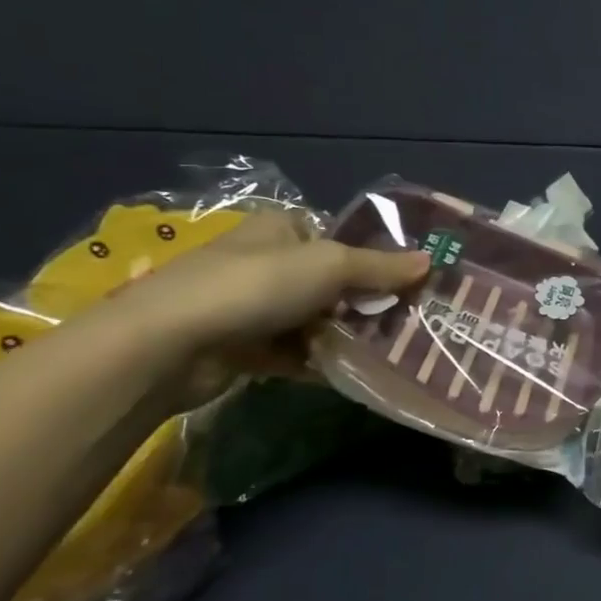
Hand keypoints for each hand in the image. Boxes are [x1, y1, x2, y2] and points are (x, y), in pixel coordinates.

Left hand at [99, 211, 430, 381]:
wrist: (171, 344)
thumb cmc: (256, 286)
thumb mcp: (331, 266)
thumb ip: (381, 267)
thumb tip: (430, 261)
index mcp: (280, 228)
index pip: (336, 238)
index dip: (371, 259)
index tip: (406, 283)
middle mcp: (264, 262)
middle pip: (329, 282)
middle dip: (363, 303)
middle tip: (404, 322)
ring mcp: (250, 306)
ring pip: (313, 319)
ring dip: (343, 335)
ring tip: (386, 351)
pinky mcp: (241, 347)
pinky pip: (293, 352)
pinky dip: (317, 361)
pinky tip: (349, 372)